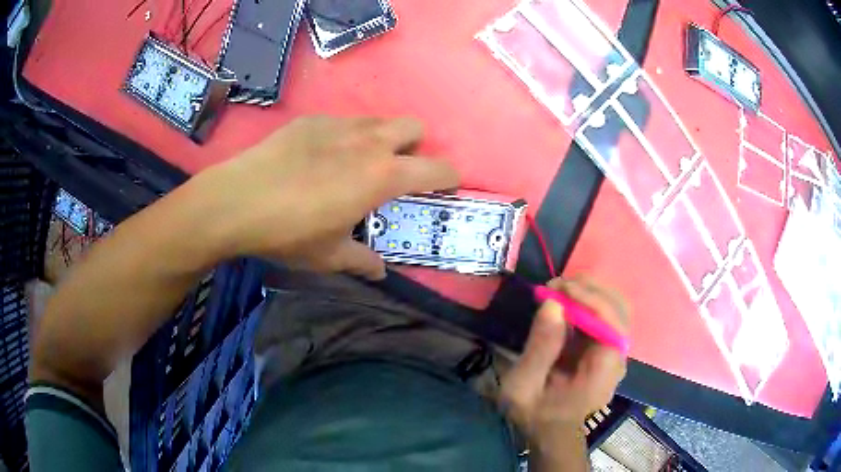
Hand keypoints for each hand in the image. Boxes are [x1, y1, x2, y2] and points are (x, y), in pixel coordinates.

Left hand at [190, 116, 458, 278]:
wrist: (236, 200)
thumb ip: (361, 261)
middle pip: (414, 127)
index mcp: (381, 176)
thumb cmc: (288, 232)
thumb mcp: (329, 256)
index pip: (436, 168)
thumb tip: (379, 272)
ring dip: (381, 139)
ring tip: (356, 163)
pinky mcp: (311, 120)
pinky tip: (319, 157)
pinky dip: (346, 136)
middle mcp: (368, 142)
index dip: (449, 177)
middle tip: (394, 172)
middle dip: (415, 147)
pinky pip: (343, 121)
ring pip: (378, 120)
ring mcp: (338, 125)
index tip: (444, 188)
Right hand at [499, 276, 628, 445]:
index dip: (589, 298)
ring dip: (588, 292)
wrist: (551, 434)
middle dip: (589, 289)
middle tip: (555, 284)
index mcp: (604, 369)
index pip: (612, 321)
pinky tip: (564, 302)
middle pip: (618, 308)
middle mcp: (617, 356)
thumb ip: (540, 348)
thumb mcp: (524, 387)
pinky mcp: (605, 349)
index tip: (559, 288)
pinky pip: (603, 316)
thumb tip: (553, 304)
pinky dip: (586, 303)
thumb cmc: (537, 415)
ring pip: (614, 307)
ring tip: (558, 289)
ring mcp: (614, 351)